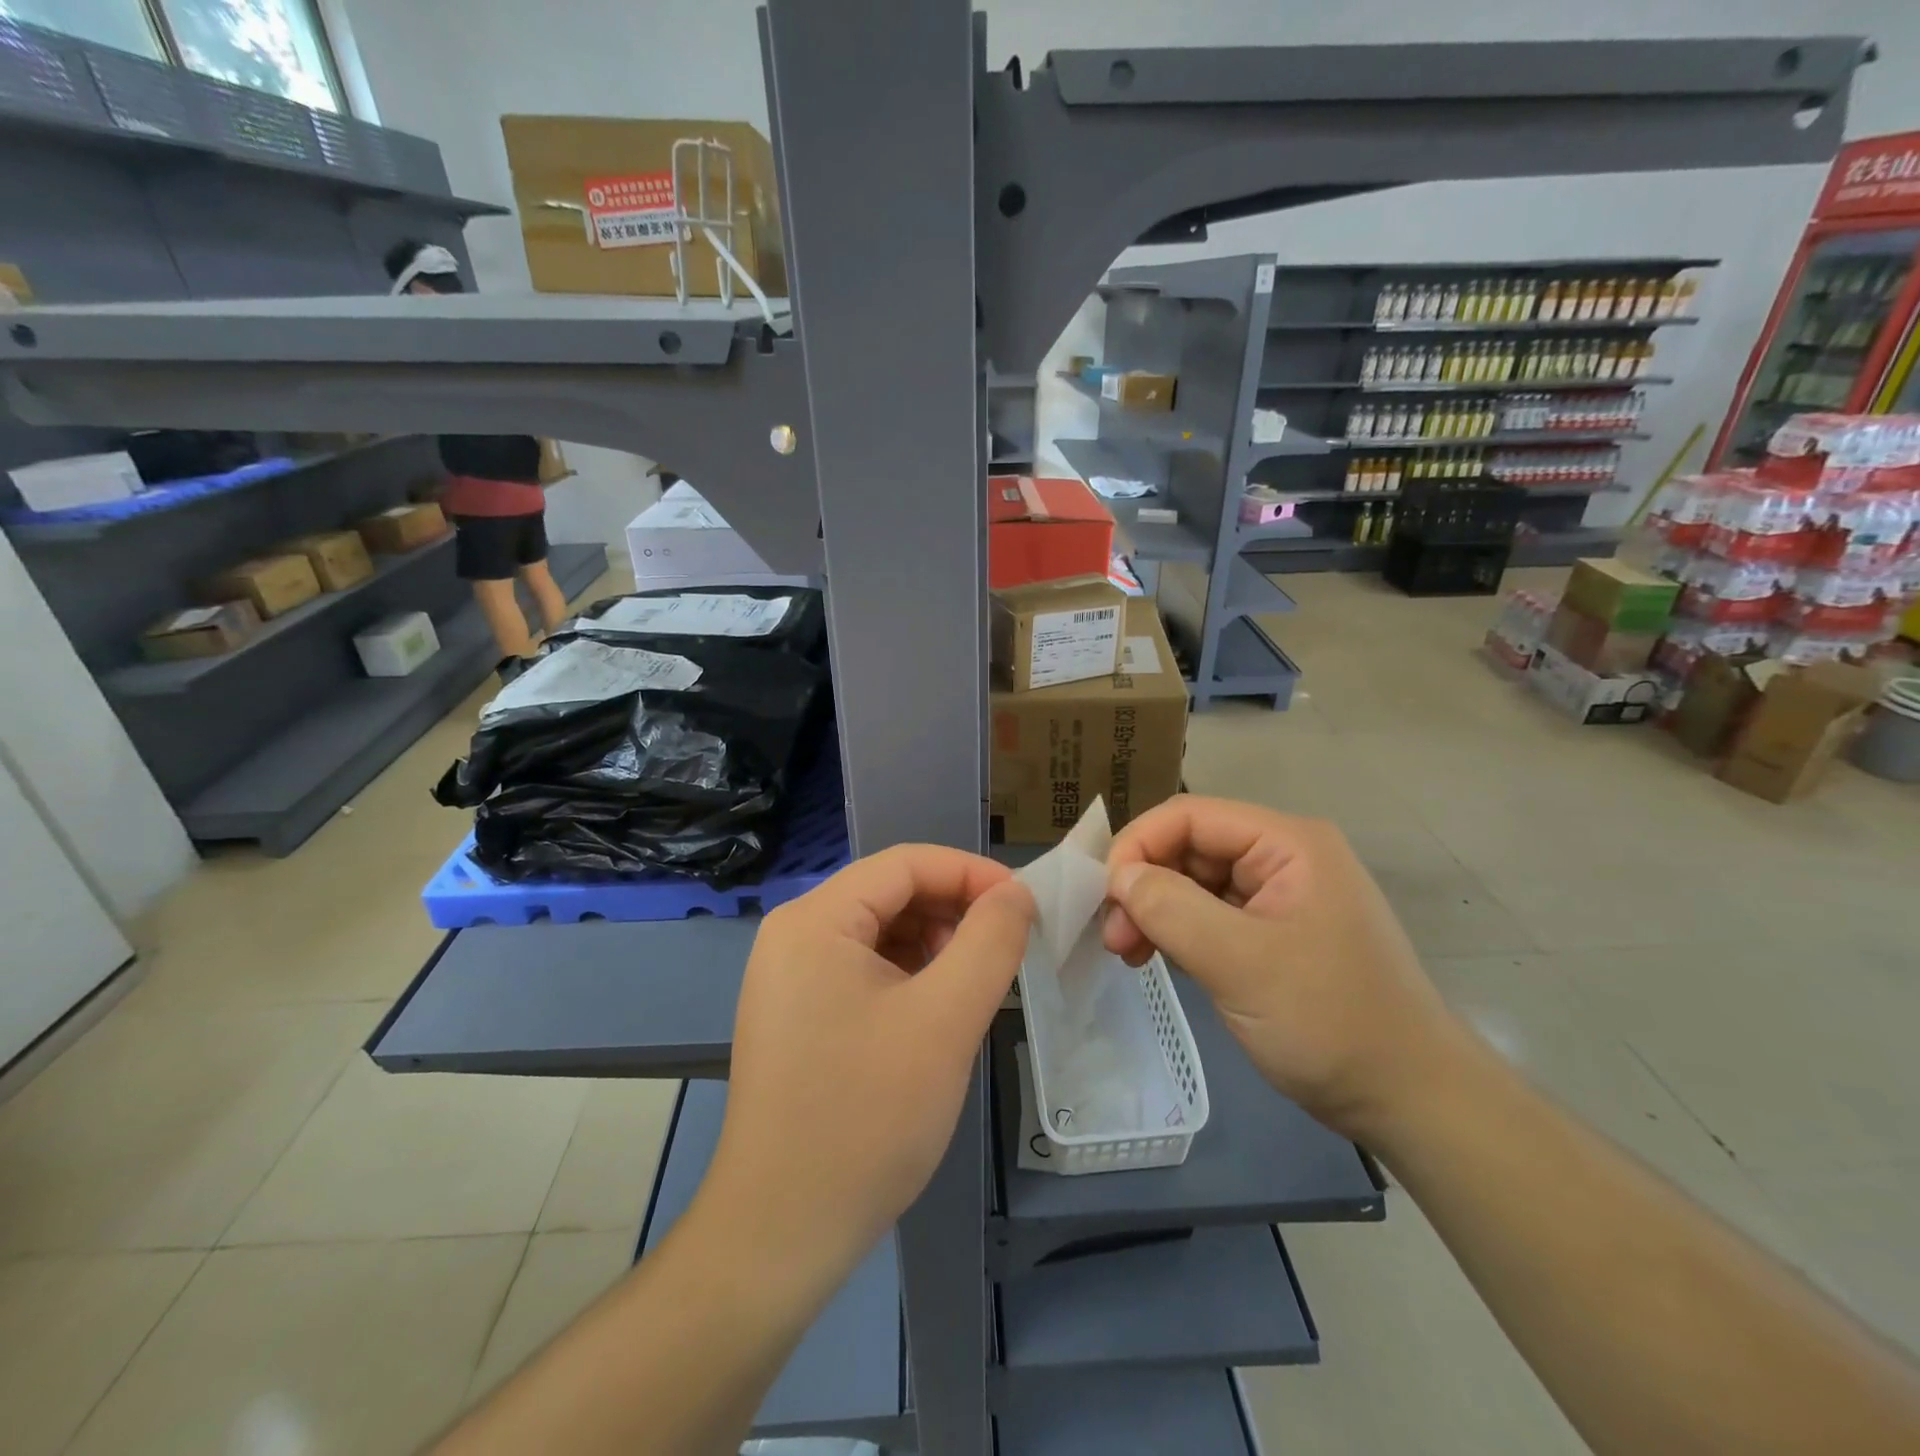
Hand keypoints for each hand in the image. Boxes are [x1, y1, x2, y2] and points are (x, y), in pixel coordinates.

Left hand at [704, 845, 1033, 1289]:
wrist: (782, 1233)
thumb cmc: (867, 1117)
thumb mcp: (945, 1020)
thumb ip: (990, 942)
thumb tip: (1017, 894)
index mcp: (815, 920)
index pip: (905, 864)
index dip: (971, 874)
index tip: (1025, 904)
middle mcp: (794, 935)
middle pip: (890, 894)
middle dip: (954, 912)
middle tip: (1008, 950)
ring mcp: (790, 977)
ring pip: (881, 933)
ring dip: (935, 946)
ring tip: (977, 985)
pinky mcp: (798, 1013)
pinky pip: (864, 970)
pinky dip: (910, 977)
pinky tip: (939, 1011)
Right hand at [1103, 795, 1466, 1142]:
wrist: (1411, 1101)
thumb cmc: (1331, 1022)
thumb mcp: (1242, 963)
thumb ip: (1172, 909)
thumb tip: (1117, 877)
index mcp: (1286, 843)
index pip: (1189, 816)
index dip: (1138, 846)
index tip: (1105, 898)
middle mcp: (1282, 857)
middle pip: (1189, 847)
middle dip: (1144, 885)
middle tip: (1114, 937)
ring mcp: (1278, 895)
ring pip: (1193, 882)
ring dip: (1155, 911)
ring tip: (1129, 953)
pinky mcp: (1272, 932)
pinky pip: (1209, 914)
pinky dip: (1177, 931)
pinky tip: (1156, 958)